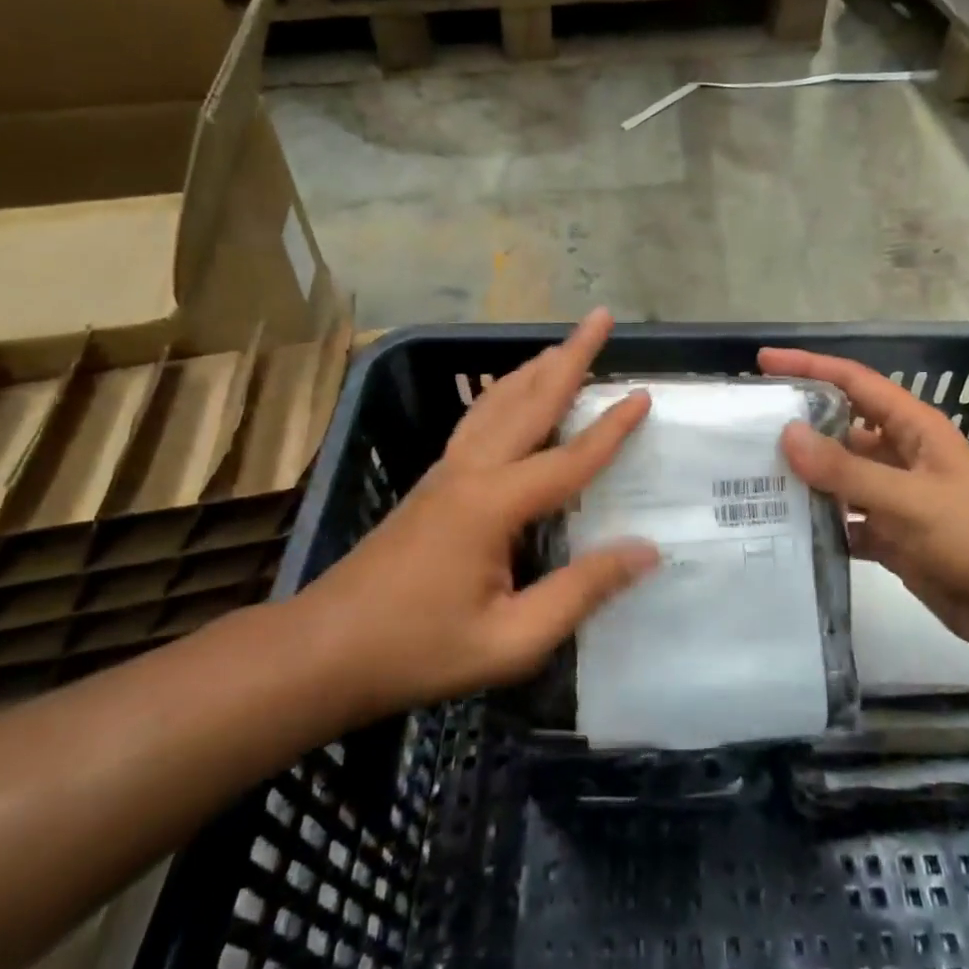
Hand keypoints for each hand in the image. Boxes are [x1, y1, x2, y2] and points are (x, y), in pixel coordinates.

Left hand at [299, 310, 657, 714]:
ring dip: (535, 368)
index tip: (644, 394)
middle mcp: (469, 471)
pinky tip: (511, 396)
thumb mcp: (511, 639)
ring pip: (497, 402)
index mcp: (493, 504)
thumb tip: (645, 550)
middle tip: (600, 318)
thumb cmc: (418, 650)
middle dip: (569, 356)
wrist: (323, 651)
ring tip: (564, 345)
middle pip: (529, 401)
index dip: (611, 428)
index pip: (569, 459)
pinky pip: (478, 420)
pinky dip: (505, 393)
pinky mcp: (432, 483)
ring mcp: (445, 472)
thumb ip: (580, 592)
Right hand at [760, 348, 968, 646]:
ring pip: (840, 477)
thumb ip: (847, 470)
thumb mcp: (908, 499)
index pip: (854, 383)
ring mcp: (896, 497)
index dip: (810, 367)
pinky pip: (846, 520)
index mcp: (913, 429)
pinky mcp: (893, 536)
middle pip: (841, 430)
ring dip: (805, 479)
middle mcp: (901, 455)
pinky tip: (784, 530)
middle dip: (798, 428)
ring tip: (752, 479)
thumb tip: (787, 434)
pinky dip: (820, 524)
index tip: (763, 362)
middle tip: (745, 431)